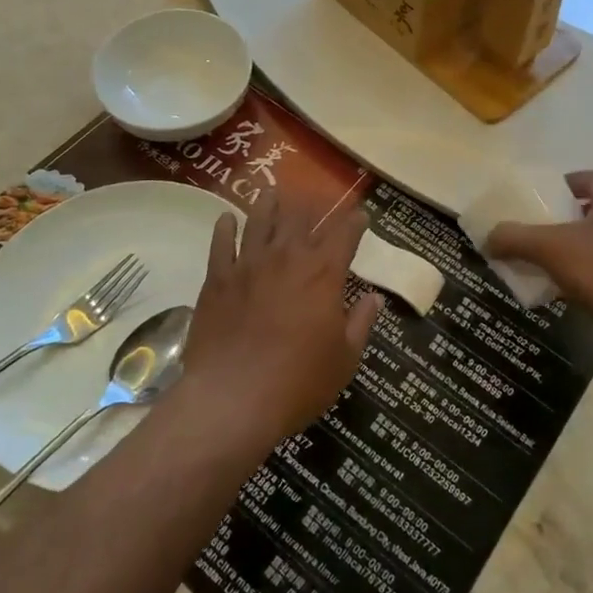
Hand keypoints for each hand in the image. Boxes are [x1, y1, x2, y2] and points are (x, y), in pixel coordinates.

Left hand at [179, 191, 380, 454]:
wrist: (233, 399)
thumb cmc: (298, 383)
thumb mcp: (344, 359)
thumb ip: (361, 323)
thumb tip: (374, 298)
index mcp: (324, 273)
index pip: (344, 234)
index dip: (355, 221)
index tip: (361, 215)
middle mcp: (287, 258)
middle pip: (300, 217)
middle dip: (311, 204)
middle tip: (315, 198)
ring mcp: (249, 265)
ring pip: (260, 220)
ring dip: (269, 204)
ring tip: (272, 192)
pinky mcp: (217, 279)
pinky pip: (221, 244)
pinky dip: (225, 228)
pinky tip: (227, 219)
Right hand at [486, 171, 592, 368]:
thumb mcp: (552, 248)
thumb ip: (516, 238)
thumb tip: (487, 237)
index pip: (582, 179)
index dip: (553, 189)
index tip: (529, 206)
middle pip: (591, 211)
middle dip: (561, 223)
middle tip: (532, 236)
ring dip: (576, 252)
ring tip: (546, 266)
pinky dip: (592, 276)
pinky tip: (571, 292)